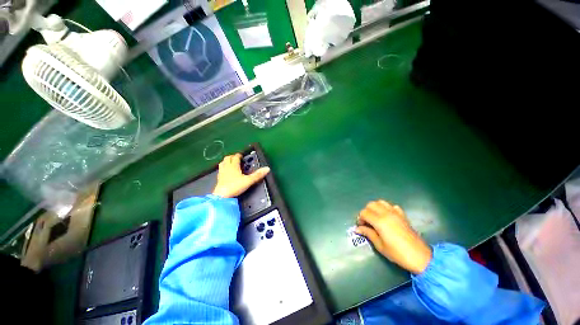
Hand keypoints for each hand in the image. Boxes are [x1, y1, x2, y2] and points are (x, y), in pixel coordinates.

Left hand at [212, 153, 269, 198]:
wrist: (222, 196)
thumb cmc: (235, 186)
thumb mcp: (249, 180)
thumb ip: (258, 175)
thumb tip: (267, 168)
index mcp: (233, 166)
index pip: (236, 157)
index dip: (239, 155)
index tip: (242, 156)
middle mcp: (227, 167)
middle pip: (227, 158)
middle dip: (232, 157)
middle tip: (237, 158)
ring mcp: (221, 172)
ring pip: (222, 163)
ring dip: (227, 161)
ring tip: (231, 163)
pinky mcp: (218, 178)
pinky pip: (220, 169)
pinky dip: (224, 168)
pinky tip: (226, 172)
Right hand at [356, 200, 431, 273]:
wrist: (420, 257)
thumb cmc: (397, 253)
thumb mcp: (380, 246)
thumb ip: (368, 234)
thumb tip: (357, 229)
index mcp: (380, 221)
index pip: (364, 213)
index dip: (360, 219)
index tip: (362, 227)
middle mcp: (387, 213)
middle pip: (371, 204)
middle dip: (366, 212)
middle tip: (367, 222)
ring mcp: (396, 213)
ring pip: (380, 202)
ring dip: (375, 208)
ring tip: (375, 218)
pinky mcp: (403, 215)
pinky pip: (391, 206)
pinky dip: (386, 208)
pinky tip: (387, 217)